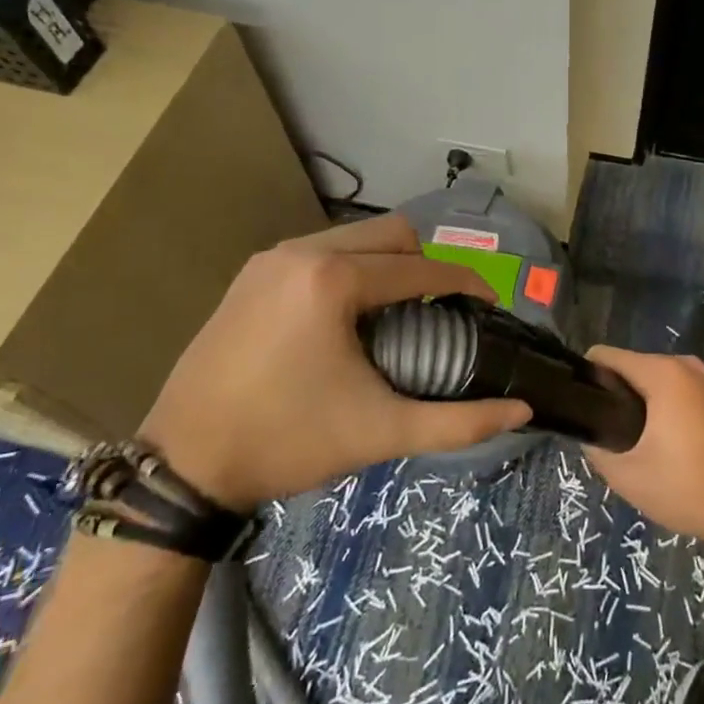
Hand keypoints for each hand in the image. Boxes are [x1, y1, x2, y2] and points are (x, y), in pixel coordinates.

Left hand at [139, 216, 531, 508]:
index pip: (423, 267)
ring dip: (389, 263)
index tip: (489, 306)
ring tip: (399, 310)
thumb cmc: (287, 443)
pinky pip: (322, 249)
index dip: (466, 283)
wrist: (180, 469)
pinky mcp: (252, 273)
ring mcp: (271, 258)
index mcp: (335, 280)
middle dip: (428, 264)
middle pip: (394, 234)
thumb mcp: (379, 432)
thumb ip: (458, 421)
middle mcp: (303, 252)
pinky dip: (351, 267)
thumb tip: (522, 412)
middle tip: (442, 309)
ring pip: (355, 237)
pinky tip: (349, 314)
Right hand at [582, 346, 703, 549]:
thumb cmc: (684, 486)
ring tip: (624, 440)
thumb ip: (596, 448)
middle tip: (601, 431)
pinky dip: (658, 407)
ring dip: (635, 402)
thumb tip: (586, 433)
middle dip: (611, 392)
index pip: (607, 356)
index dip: (586, 376)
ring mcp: (702, 380)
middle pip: (630, 366)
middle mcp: (683, 366)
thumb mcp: (626, 474)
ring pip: (651, 380)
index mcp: (662, 372)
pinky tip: (654, 442)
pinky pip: (671, 390)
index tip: (577, 405)